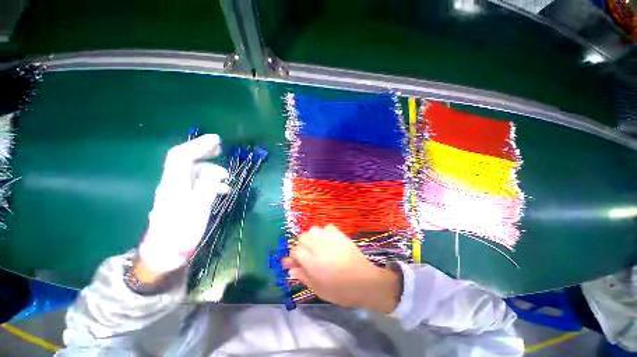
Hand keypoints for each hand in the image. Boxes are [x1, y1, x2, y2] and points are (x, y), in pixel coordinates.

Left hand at [138, 134, 228, 273]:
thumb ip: (208, 186)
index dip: (198, 145)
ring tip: (228, 179)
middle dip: (203, 152)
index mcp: (174, 184)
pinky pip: (197, 183)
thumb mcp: (199, 208)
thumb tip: (217, 171)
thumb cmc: (182, 232)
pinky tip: (223, 190)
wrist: (165, 254)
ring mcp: (177, 191)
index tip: (217, 140)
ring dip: (212, 171)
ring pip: (194, 172)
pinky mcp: (182, 198)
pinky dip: (211, 182)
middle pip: (185, 160)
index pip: (182, 156)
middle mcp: (172, 183)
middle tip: (221, 149)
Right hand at [285, 225, 400, 312]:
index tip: (294, 263)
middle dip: (301, 245)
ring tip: (316, 247)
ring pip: (313, 229)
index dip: (293, 256)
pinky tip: (328, 241)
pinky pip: (328, 227)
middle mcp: (318, 246)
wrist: (364, 281)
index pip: (295, 250)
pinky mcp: (340, 235)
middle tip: (306, 256)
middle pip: (302, 237)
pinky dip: (324, 232)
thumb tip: (291, 270)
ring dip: (312, 237)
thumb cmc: (340, 290)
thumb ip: (303, 276)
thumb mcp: (319, 289)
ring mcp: (330, 238)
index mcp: (311, 260)